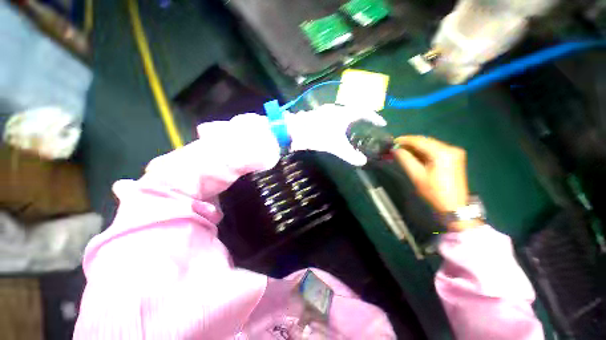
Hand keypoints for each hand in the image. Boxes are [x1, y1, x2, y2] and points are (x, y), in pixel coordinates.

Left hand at [285, 104, 386, 165]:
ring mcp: (325, 111)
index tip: (382, 123)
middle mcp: (336, 109)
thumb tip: (363, 162)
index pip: (364, 112)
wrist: (296, 131)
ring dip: (350, 118)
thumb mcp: (336, 147)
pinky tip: (336, 128)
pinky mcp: (318, 115)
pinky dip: (339, 121)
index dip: (374, 118)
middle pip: (354, 110)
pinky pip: (333, 115)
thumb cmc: (319, 136)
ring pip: (342, 112)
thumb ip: (350, 155)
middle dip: (362, 117)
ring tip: (353, 127)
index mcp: (344, 114)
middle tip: (367, 125)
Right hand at [393, 136, 480, 230]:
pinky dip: (424, 151)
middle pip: (426, 141)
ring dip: (416, 147)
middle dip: (410, 143)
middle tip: (396, 147)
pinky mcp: (454, 157)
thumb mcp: (417, 176)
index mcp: (442, 153)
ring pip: (430, 145)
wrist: (454, 206)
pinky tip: (415, 154)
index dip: (405, 140)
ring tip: (403, 151)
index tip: (393, 142)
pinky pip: (435, 150)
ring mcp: (454, 152)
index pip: (420, 141)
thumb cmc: (434, 192)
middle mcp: (451, 149)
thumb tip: (396, 150)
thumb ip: (405, 160)